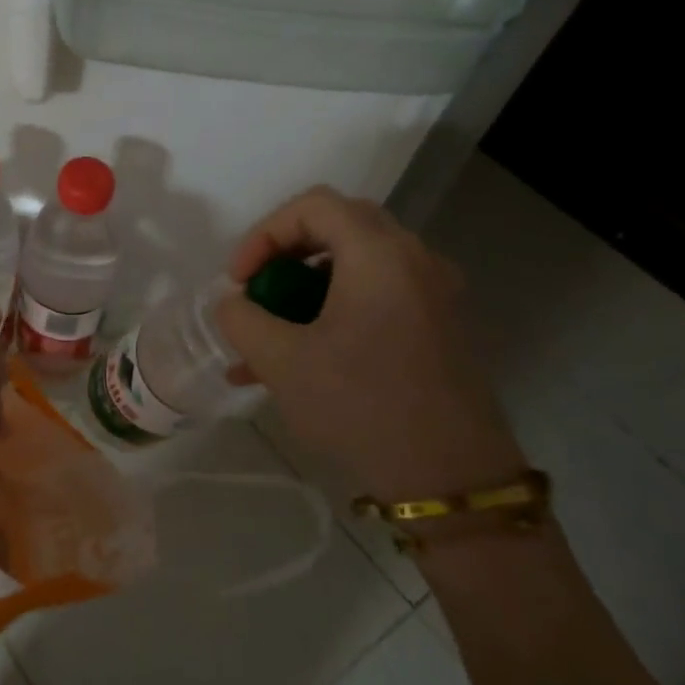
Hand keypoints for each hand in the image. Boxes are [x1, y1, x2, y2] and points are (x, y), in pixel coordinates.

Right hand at [213, 185, 524, 502]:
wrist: (451, 478)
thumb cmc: (361, 405)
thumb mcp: (281, 360)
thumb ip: (242, 319)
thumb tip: (233, 302)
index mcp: (379, 254)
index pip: (313, 206)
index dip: (264, 234)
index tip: (239, 281)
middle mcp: (414, 260)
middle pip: (338, 228)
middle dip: (284, 257)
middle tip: (257, 293)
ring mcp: (433, 295)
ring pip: (355, 268)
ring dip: (304, 292)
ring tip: (264, 342)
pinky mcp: (439, 328)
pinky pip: (376, 300)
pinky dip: (333, 313)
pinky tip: (298, 364)